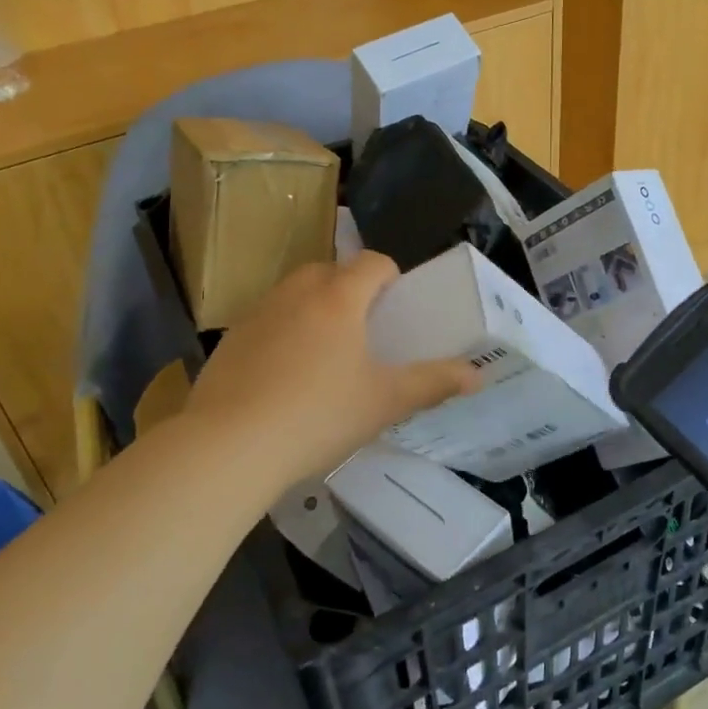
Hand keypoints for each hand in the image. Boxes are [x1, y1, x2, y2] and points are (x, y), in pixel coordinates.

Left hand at [183, 252, 479, 491]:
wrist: (229, 446)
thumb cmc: (319, 415)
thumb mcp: (385, 402)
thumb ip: (433, 383)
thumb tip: (478, 374)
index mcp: (339, 297)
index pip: (373, 262)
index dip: (391, 278)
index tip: (396, 311)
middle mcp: (297, 292)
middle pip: (332, 272)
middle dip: (352, 292)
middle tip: (364, 335)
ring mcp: (257, 313)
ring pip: (296, 294)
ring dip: (315, 310)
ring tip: (324, 358)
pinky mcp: (230, 339)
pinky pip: (267, 321)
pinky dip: (283, 334)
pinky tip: (283, 380)